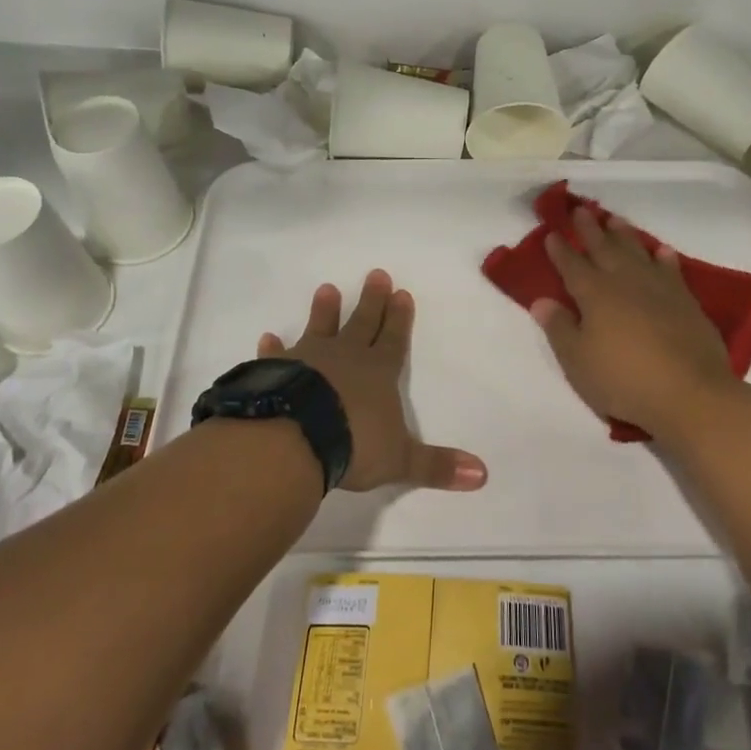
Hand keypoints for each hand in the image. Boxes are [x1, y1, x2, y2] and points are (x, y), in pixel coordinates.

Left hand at [258, 270, 487, 493]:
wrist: (296, 438)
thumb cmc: (353, 445)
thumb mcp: (400, 460)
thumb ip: (436, 466)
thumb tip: (482, 476)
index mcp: (378, 373)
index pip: (394, 340)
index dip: (399, 319)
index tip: (401, 293)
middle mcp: (346, 358)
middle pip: (362, 324)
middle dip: (371, 301)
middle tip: (376, 274)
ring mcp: (309, 360)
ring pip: (320, 329)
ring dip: (325, 311)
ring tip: (327, 288)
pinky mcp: (276, 372)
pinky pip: (276, 356)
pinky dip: (273, 348)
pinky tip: (268, 337)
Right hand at [530, 208, 740, 439]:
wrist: (690, 393)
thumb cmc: (623, 380)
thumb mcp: (578, 361)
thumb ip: (559, 328)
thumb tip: (541, 301)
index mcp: (594, 294)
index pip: (572, 265)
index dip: (561, 250)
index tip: (552, 233)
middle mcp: (625, 282)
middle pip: (604, 249)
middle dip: (590, 230)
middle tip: (581, 210)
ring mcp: (659, 289)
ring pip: (637, 252)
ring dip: (624, 235)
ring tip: (615, 220)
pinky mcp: (686, 301)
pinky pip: (671, 270)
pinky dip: (663, 258)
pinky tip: (661, 251)